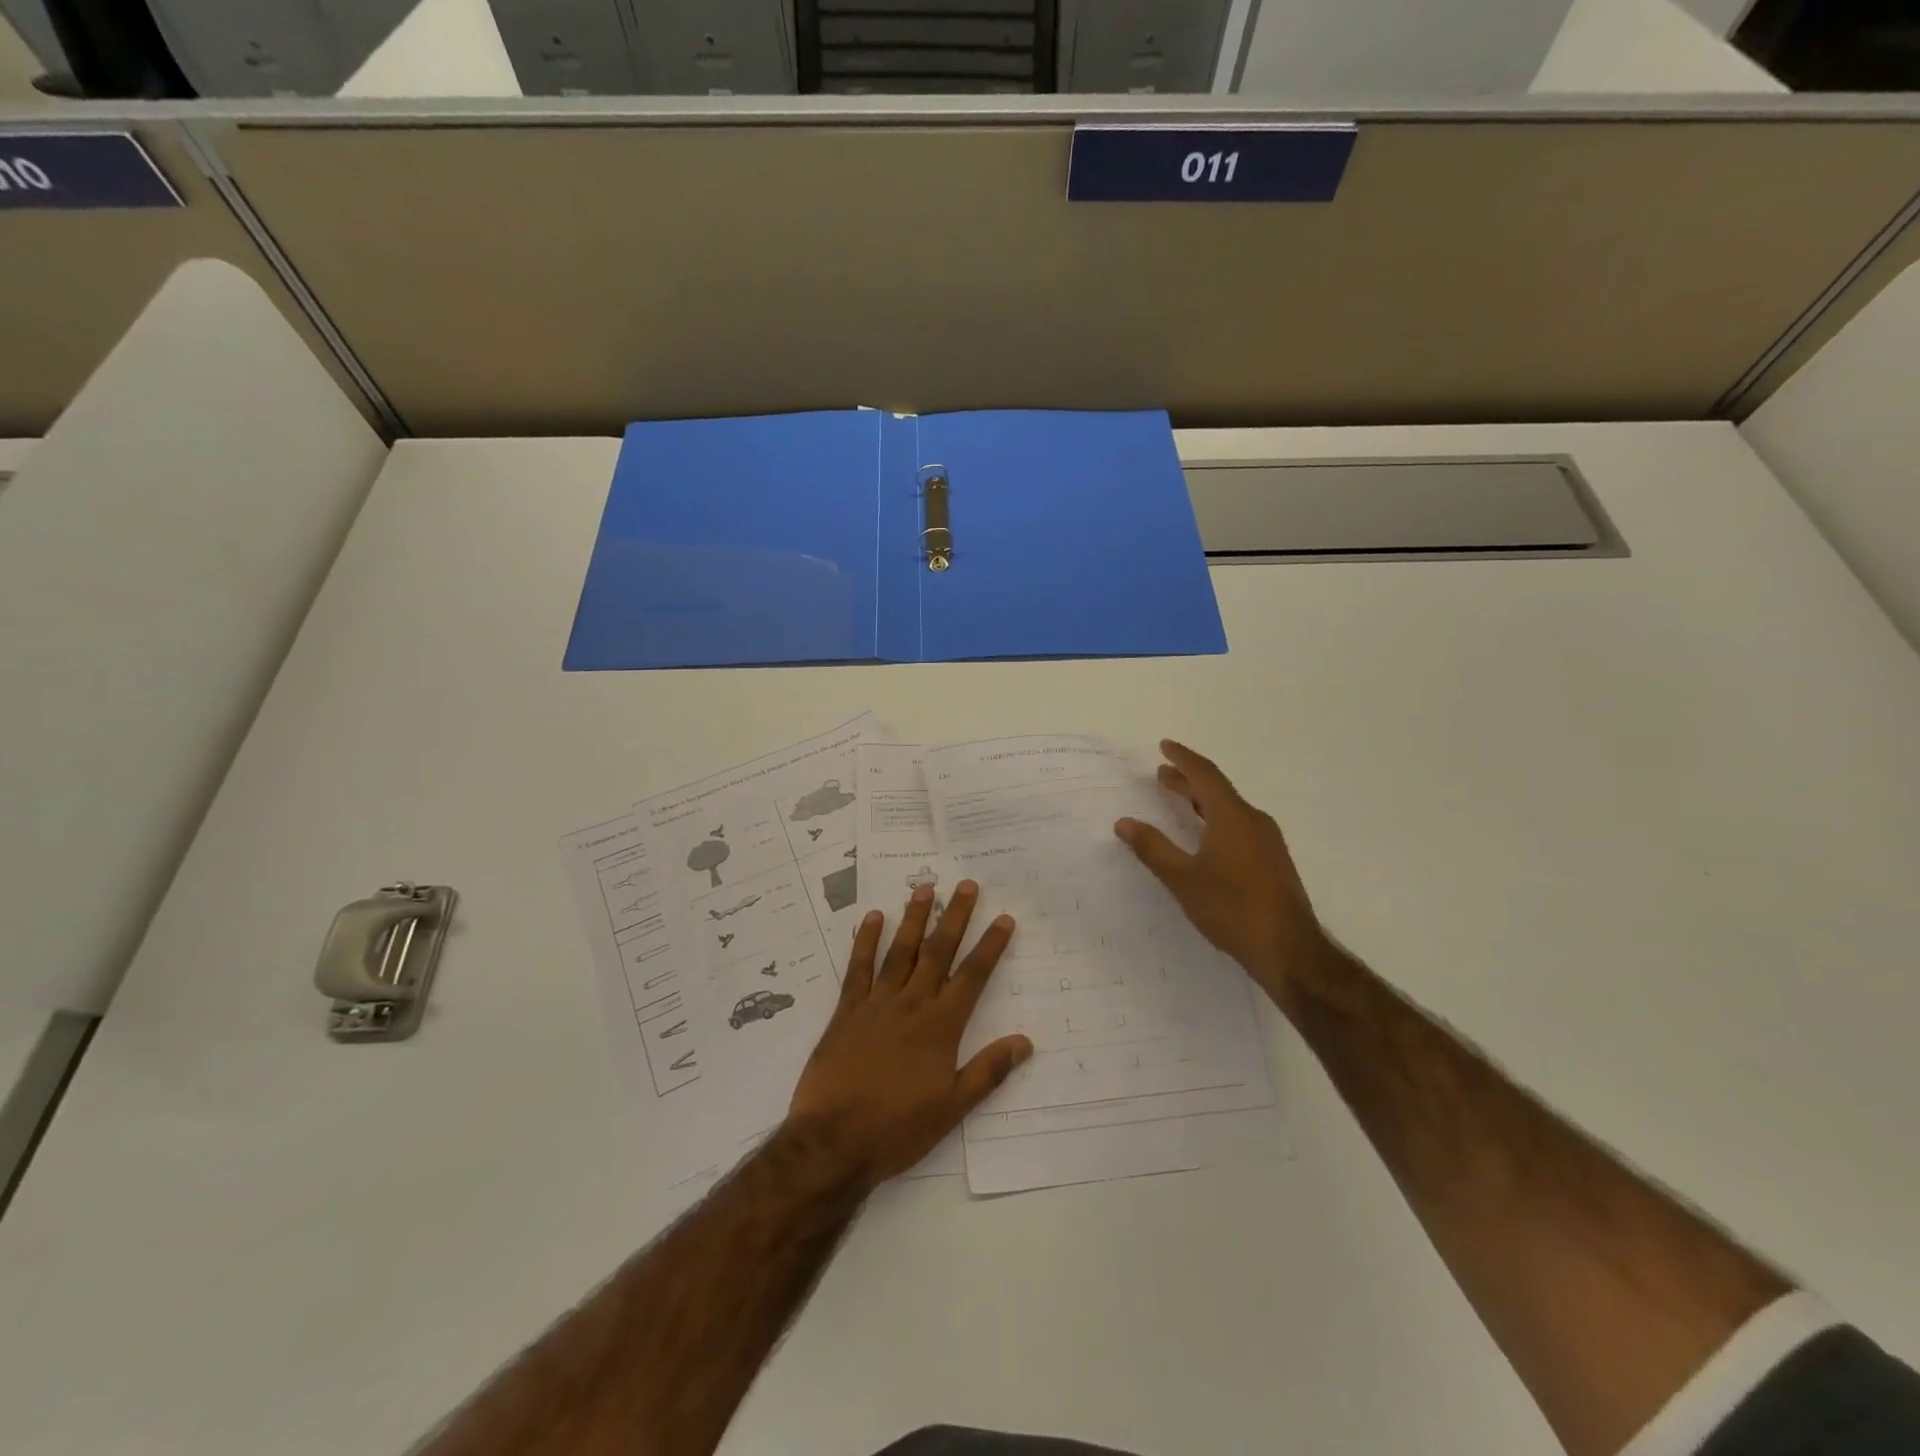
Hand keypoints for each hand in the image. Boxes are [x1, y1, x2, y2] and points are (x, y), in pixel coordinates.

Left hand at [787, 882, 1031, 1190]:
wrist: (834, 1141)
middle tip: (966, 885)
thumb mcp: (952, 1107)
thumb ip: (988, 1070)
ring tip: (925, 888)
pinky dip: (866, 941)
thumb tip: (1025, 1041)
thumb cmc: (898, 1128)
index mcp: (941, 1026)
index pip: (972, 976)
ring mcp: (876, 1003)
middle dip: (955, 917)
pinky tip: (872, 918)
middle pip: (938, 952)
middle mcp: (912, 1004)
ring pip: (901, 951)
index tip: (1003, 918)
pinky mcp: (846, 1011)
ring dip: (914, 918)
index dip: (990, 946)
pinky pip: (858, 968)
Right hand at [1114, 740, 1330, 1003]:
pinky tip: (1205, 837)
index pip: (1205, 775)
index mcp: (1233, 817)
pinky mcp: (1272, 862)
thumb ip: (1153, 848)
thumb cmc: (1232, 909)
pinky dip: (1215, 820)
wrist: (1288, 950)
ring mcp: (1267, 842)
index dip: (1183, 758)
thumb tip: (1124, 822)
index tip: (1164, 746)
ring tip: (1179, 800)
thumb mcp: (1183, 878)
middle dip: (1189, 780)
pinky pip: (1239, 827)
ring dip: (1202, 801)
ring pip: (1229, 810)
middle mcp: (1254, 821)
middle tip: (1163, 774)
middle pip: (1217, 790)